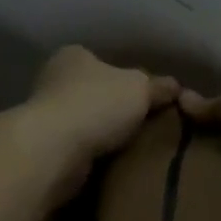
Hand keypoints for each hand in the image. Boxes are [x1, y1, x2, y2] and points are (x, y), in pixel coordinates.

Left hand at [22, 45, 178, 193]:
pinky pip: (77, 148)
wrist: (53, 150)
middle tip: (145, 125)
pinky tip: (112, 164)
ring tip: (133, 148)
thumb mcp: (139, 88)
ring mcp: (45, 114)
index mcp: (73, 56)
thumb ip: (157, 86)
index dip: (126, 78)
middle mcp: (53, 79)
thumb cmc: (96, 104)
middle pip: (94, 92)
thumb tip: (176, 86)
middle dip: (115, 108)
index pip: (104, 62)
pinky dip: (91, 155)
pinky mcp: (44, 147)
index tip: (147, 98)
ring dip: (102, 134)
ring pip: (84, 122)